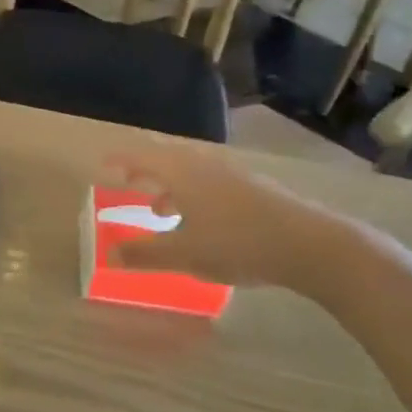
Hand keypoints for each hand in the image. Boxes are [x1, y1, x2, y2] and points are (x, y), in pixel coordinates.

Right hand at [101, 144, 379, 297]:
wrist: (310, 244)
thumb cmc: (237, 243)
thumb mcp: (185, 254)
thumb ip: (145, 254)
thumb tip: (108, 255)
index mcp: (181, 171)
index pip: (140, 155)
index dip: (119, 160)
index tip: (102, 167)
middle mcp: (203, 163)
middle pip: (165, 158)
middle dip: (143, 171)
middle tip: (126, 183)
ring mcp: (231, 173)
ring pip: (189, 172)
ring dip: (169, 186)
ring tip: (159, 211)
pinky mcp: (253, 187)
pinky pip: (209, 182)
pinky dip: (192, 195)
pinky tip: (201, 222)